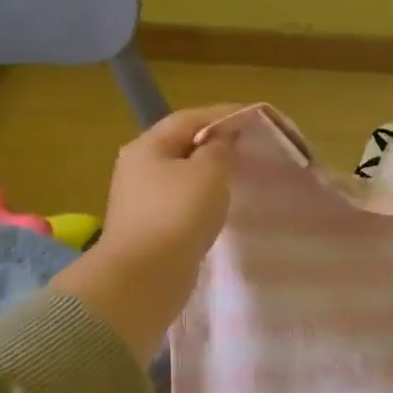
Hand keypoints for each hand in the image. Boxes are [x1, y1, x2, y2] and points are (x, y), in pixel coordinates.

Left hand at [51, 105, 243, 360]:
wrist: (144, 278)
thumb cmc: (178, 215)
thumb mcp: (208, 173)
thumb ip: (220, 149)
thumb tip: (222, 138)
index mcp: (148, 146)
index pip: (189, 118)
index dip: (223, 115)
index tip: (255, 119)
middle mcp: (138, 167)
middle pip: (182, 145)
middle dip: (216, 144)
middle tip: (249, 149)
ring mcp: (140, 200)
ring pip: (181, 176)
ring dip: (209, 173)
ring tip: (239, 177)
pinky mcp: (149, 228)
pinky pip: (180, 203)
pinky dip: (201, 199)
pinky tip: (219, 208)